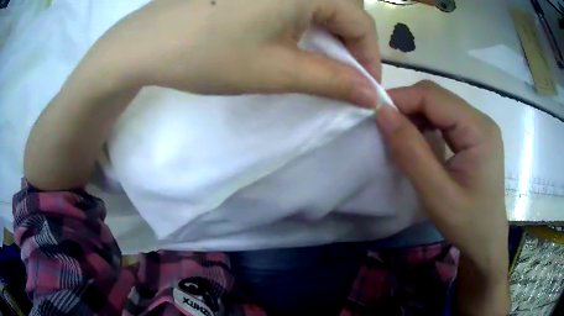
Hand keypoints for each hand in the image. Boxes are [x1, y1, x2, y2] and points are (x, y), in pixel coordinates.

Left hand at [81, 0, 380, 106]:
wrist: (147, 42)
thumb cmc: (209, 55)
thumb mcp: (277, 71)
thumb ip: (332, 81)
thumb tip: (371, 95)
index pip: (362, 23)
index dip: (370, 58)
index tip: (367, 88)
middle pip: (344, 9)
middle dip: (350, 45)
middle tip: (343, 76)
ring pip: (321, 3)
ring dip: (329, 33)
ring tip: (320, 61)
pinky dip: (305, 21)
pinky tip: (292, 38)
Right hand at [375, 81, 507, 276]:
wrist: (486, 240)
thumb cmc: (467, 223)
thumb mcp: (437, 195)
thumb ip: (411, 153)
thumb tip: (383, 114)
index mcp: (478, 130)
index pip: (433, 96)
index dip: (401, 99)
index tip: (373, 114)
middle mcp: (480, 120)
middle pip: (437, 97)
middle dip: (406, 106)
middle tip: (383, 126)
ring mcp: (478, 127)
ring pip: (439, 106)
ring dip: (414, 115)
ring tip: (397, 134)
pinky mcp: (473, 136)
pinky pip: (444, 119)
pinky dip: (424, 124)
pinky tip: (416, 140)